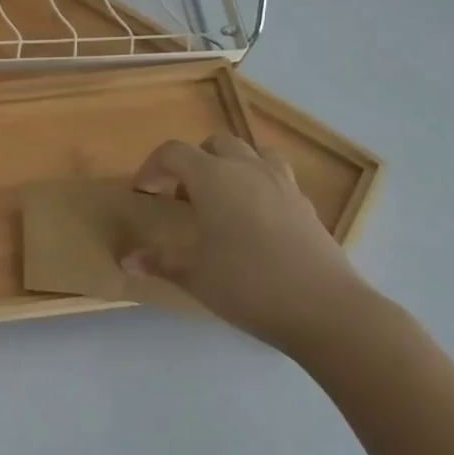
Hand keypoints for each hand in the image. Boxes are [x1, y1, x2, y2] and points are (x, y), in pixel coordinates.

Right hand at [124, 133, 371, 354]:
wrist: (327, 311)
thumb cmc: (249, 286)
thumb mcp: (195, 276)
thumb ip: (160, 262)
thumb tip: (126, 262)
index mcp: (213, 178)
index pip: (173, 152)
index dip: (152, 167)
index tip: (144, 193)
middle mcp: (247, 170)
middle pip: (214, 143)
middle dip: (192, 161)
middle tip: (182, 195)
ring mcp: (282, 184)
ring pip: (252, 152)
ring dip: (231, 164)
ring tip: (222, 197)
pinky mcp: (306, 204)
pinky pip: (277, 176)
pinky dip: (259, 184)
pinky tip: (254, 218)